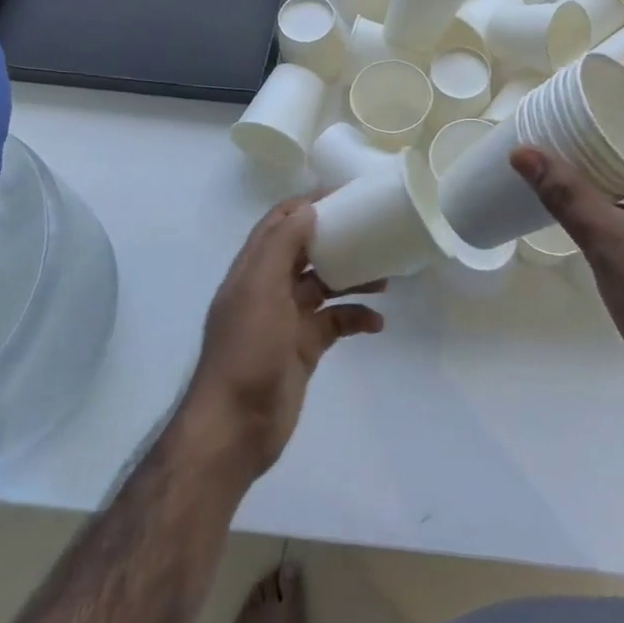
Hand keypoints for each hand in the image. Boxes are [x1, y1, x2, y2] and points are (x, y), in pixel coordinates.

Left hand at [186, 196, 384, 478]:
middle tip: (374, 232)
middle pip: (306, 252)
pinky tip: (377, 323)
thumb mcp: (261, 290)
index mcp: (254, 269)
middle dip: (337, 240)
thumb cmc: (248, 350)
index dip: (307, 206)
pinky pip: (334, 323)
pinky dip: (356, 318)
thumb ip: (281, 246)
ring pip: (325, 286)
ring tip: (386, 278)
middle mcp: (269, 288)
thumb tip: (308, 209)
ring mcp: (287, 319)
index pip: (280, 223)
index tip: (344, 195)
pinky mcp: (303, 347)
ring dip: (353, 278)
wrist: (236, 427)